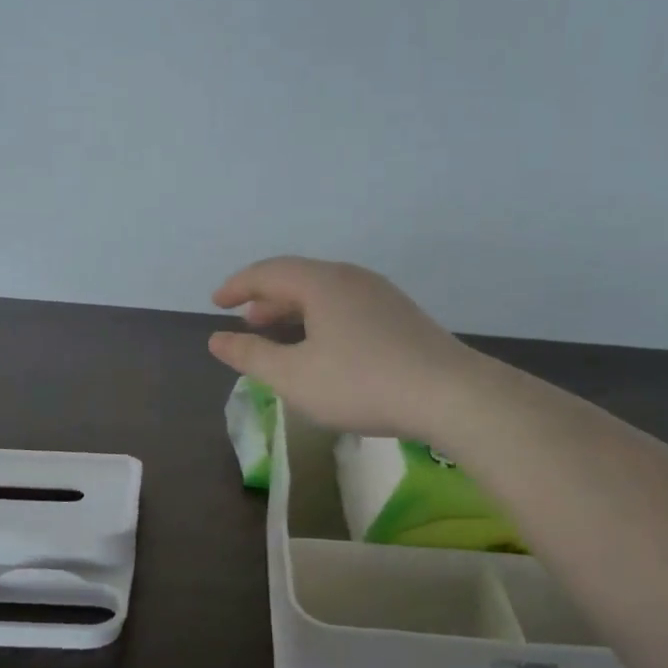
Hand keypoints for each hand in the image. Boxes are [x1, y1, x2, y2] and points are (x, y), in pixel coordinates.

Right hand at [208, 257, 483, 440]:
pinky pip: (347, 306)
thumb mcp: (294, 376)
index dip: (238, 286)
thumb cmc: (361, 383)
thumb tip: (217, 339)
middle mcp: (351, 278)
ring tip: (279, 332)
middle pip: (299, 278)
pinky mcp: (401, 317)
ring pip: (325, 293)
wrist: (450, 395)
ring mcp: (381, 296)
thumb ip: (251, 356)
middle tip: (246, 320)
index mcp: (322, 283)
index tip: (216, 303)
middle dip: (267, 298)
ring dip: (295, 309)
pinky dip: (321, 319)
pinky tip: (323, 347)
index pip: (268, 272)